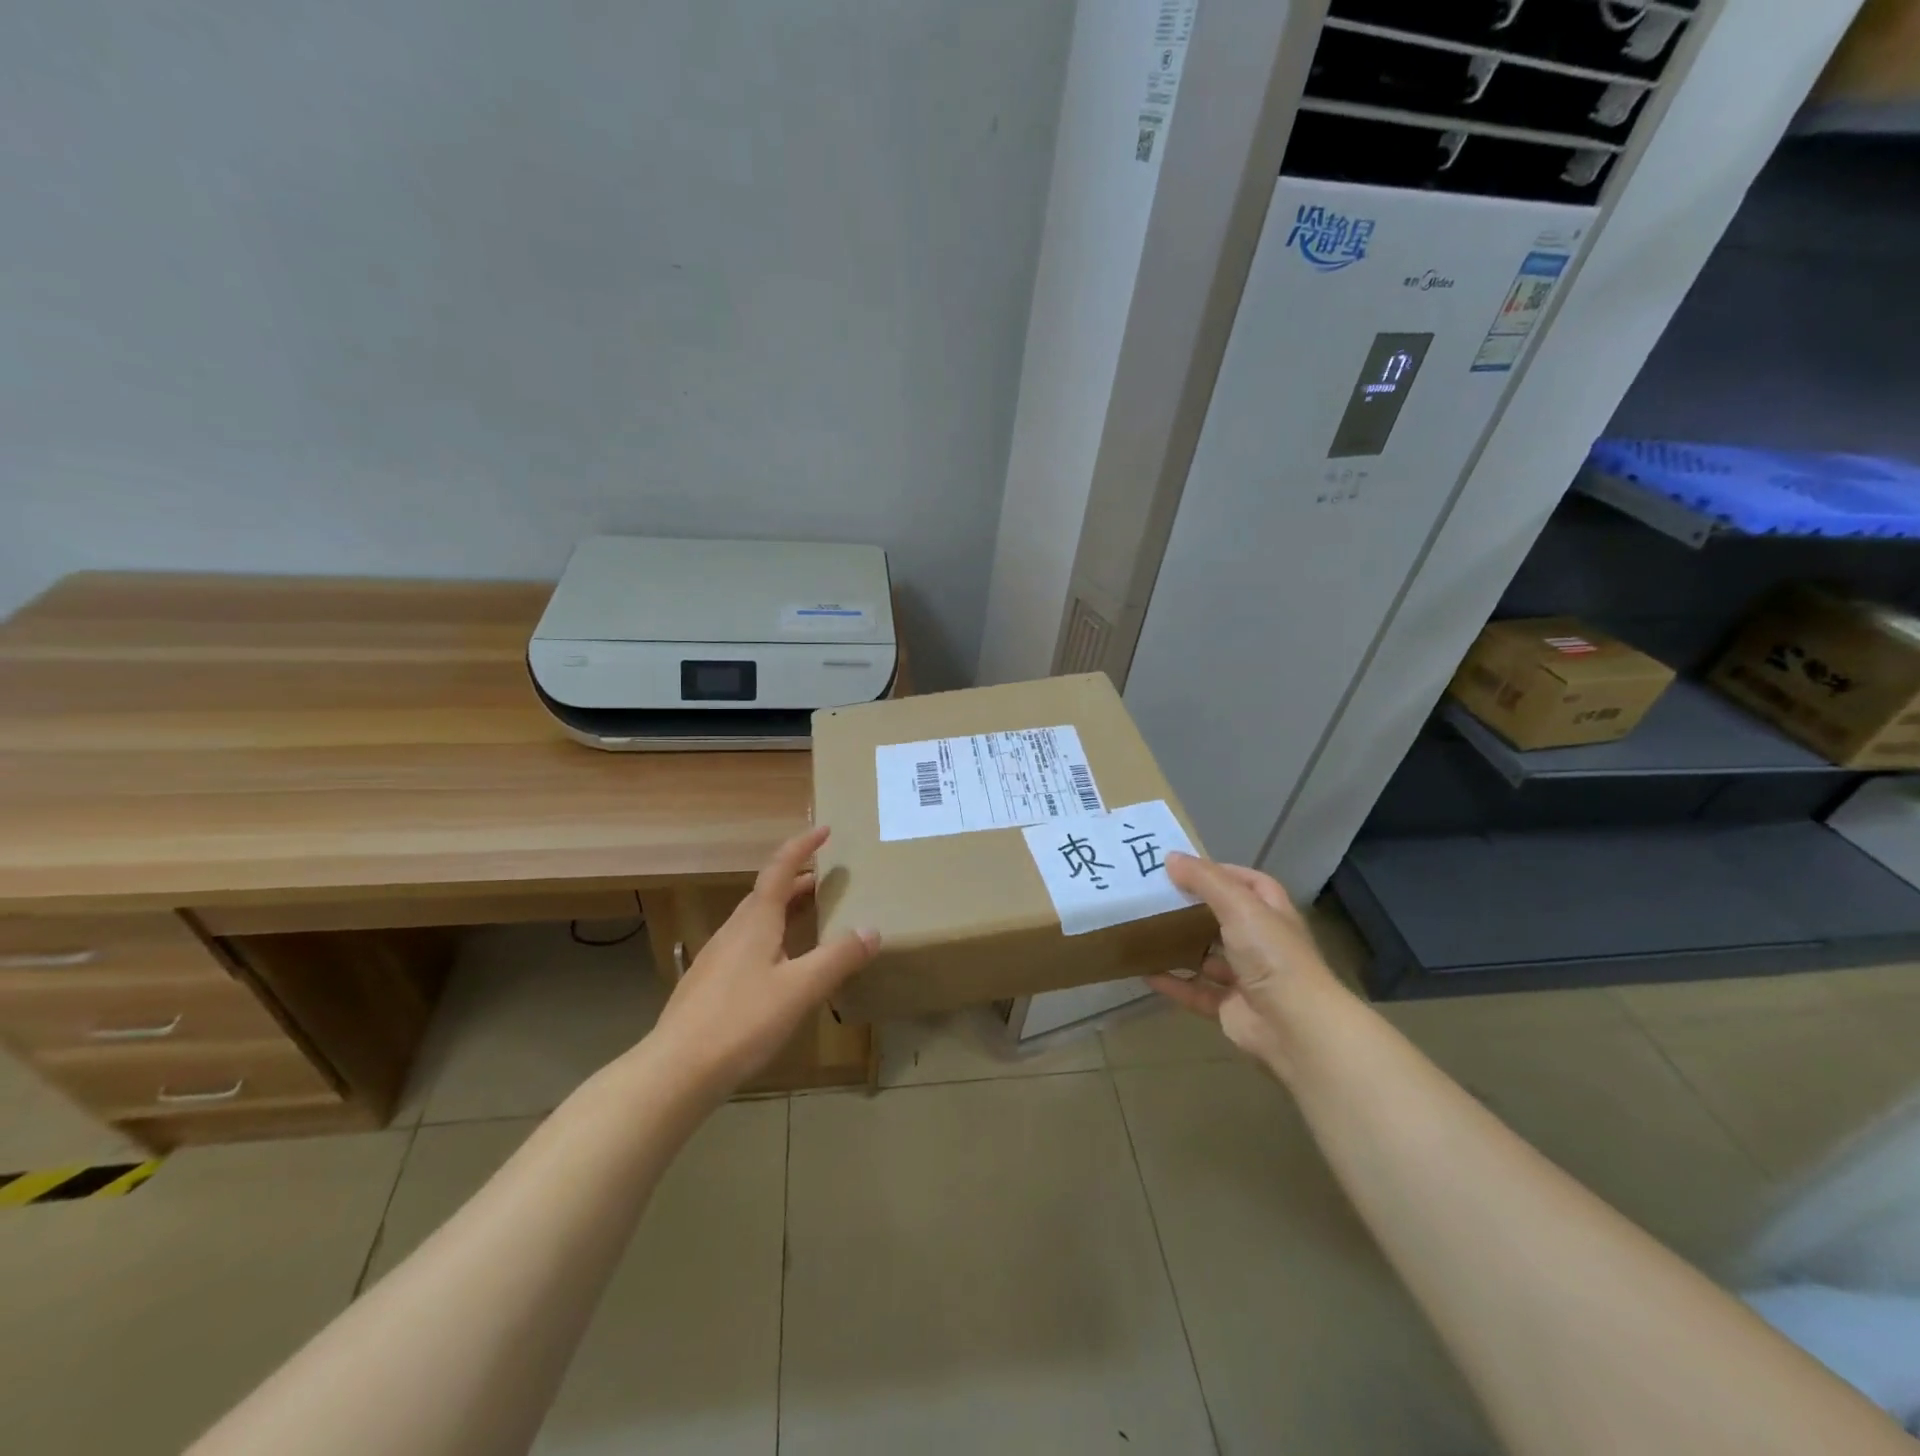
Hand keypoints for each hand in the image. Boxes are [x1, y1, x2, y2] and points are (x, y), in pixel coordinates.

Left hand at [647, 826, 879, 1097]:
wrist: (676, 1071)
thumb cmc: (742, 1021)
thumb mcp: (800, 989)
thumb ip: (838, 958)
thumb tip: (872, 929)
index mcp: (755, 921)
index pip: (780, 869)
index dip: (802, 846)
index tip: (825, 829)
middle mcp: (734, 931)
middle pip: (767, 893)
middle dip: (799, 880)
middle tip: (829, 879)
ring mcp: (716, 958)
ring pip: (755, 920)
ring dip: (784, 909)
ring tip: (811, 918)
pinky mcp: (709, 985)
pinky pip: (747, 944)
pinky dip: (772, 937)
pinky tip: (781, 967)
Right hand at [1146, 852, 1343, 1080]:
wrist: (1294, 1027)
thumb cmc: (1271, 954)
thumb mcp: (1238, 905)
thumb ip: (1205, 880)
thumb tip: (1171, 858)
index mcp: (1272, 915)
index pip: (1251, 884)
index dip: (1224, 873)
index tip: (1186, 869)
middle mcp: (1263, 944)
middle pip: (1226, 920)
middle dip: (1195, 910)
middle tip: (1157, 898)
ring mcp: (1248, 978)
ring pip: (1210, 957)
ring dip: (1183, 948)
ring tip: (1148, 932)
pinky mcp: (1231, 1008)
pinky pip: (1197, 992)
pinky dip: (1174, 984)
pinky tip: (1146, 974)